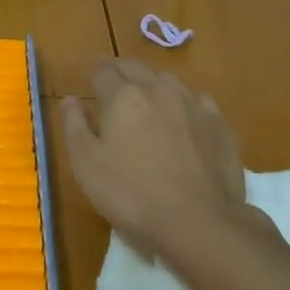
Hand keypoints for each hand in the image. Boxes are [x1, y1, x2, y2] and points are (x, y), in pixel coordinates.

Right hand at [59, 59, 247, 260]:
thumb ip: (74, 126)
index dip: (95, 71)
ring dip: (153, 83)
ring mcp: (192, 104)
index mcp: (123, 97)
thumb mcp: (86, 165)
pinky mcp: (219, 124)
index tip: (90, 76)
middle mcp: (158, 90)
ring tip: (147, 96)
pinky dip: (185, 102)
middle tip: (114, 80)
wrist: (199, 222)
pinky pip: (198, 100)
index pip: (104, 71)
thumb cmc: (132, 195)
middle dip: (121, 70)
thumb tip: (70, 99)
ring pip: (168, 80)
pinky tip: (185, 116)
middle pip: (136, 68)